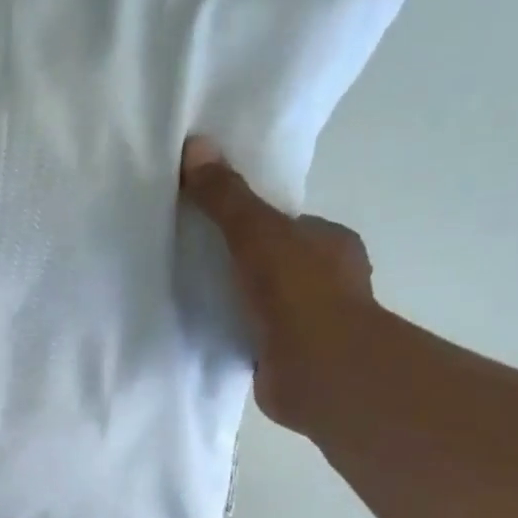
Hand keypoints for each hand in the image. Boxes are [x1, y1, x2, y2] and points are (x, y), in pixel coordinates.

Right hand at [180, 136, 374, 432]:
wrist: (319, 372)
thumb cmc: (298, 293)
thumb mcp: (256, 232)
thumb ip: (226, 197)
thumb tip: (196, 145)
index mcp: (331, 243)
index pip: (284, 225)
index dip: (248, 223)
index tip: (208, 227)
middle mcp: (327, 281)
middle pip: (272, 263)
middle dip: (237, 264)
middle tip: (189, 262)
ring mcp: (310, 324)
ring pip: (262, 302)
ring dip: (233, 302)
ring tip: (187, 298)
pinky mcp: (288, 359)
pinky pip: (252, 336)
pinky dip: (231, 334)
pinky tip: (201, 332)